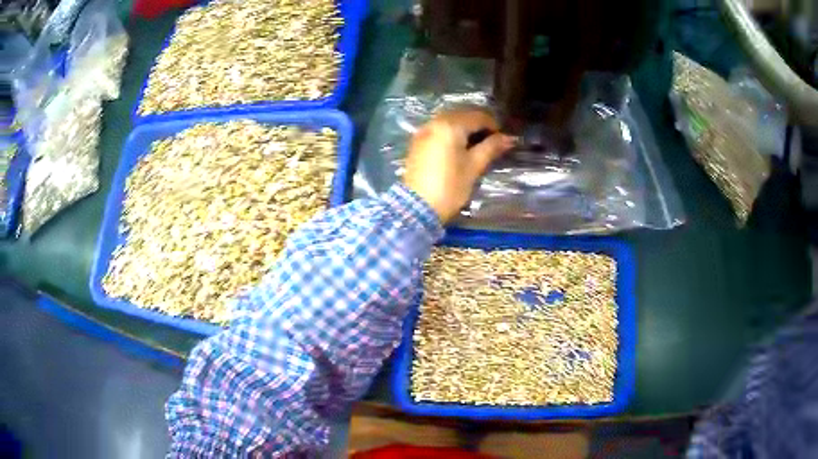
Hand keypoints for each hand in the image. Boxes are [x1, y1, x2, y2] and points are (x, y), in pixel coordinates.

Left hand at [403, 109, 515, 222]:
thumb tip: (508, 138)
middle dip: (479, 124)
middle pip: (462, 115)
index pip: (478, 116)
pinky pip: (438, 129)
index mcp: (450, 125)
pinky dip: (451, 132)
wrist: (417, 207)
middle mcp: (434, 122)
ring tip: (477, 144)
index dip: (493, 125)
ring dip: (465, 127)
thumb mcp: (474, 166)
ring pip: (449, 121)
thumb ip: (491, 148)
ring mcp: (423, 131)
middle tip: (492, 140)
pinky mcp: (417, 142)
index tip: (503, 138)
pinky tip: (459, 146)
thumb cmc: (450, 186)